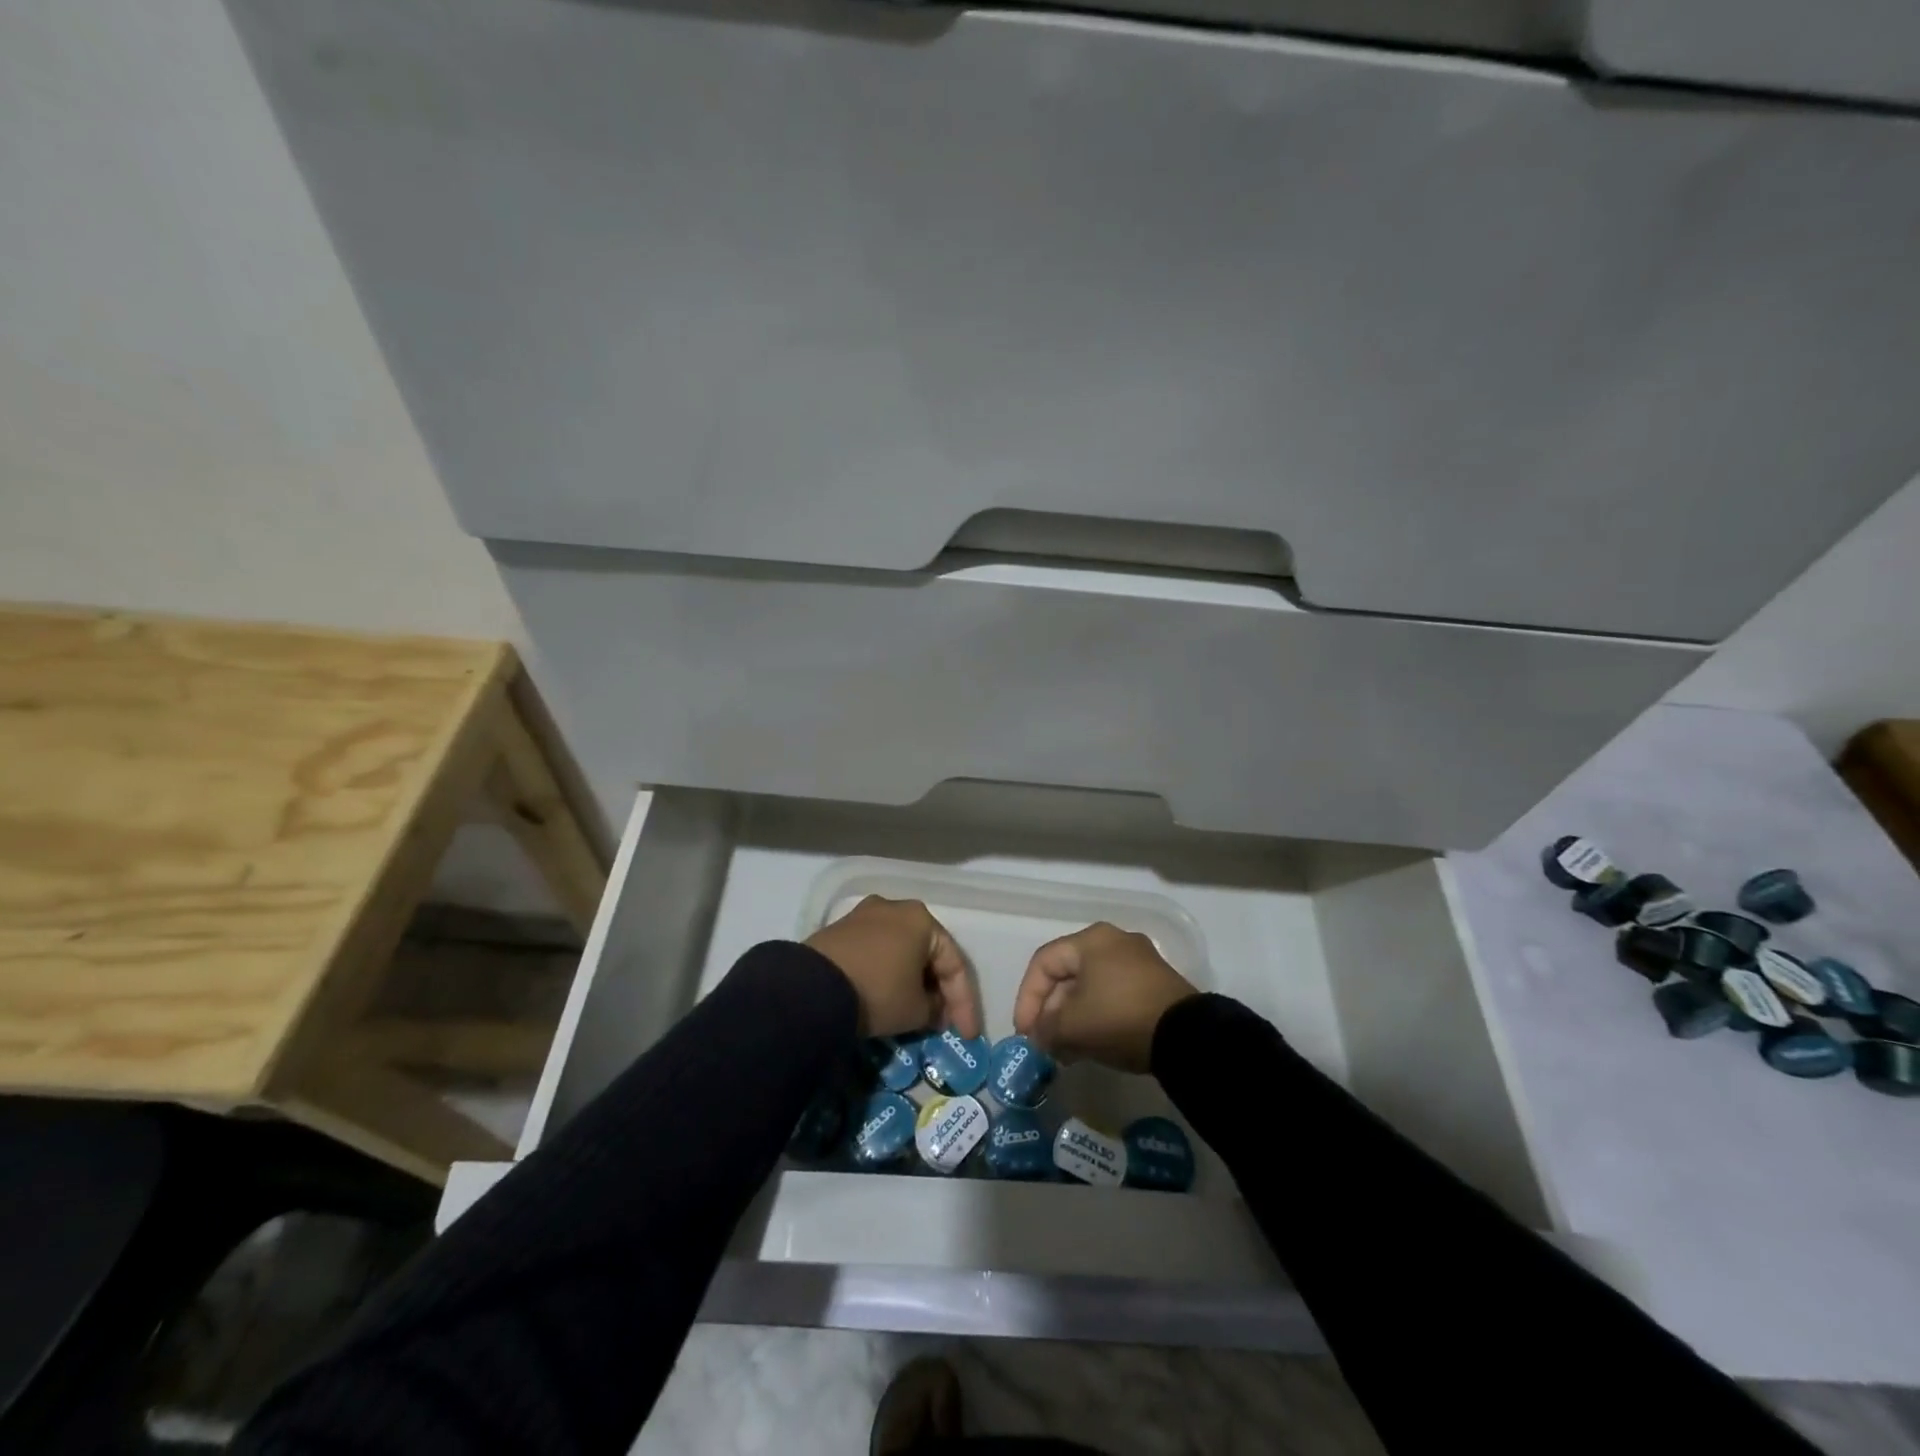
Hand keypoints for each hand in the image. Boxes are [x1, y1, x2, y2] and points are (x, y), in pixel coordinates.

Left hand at [806, 896, 981, 1039]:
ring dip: (911, 980)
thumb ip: (935, 1010)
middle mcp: (895, 908)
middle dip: (937, 988)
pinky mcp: (840, 930)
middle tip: (943, 1020)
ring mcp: (864, 915)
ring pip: (900, 950)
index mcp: (922, 919)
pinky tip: (887, 996)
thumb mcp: (915, 1010)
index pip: (954, 963)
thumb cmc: (877, 992)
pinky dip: (886, 973)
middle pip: (926, 952)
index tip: (967, 1034)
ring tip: (915, 1011)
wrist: (812, 988)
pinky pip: (875, 952)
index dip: (964, 1003)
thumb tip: (934, 1009)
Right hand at [1012, 922, 1196, 1072]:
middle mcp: (1114, 941)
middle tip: (1044, 1042)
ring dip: (1071, 1017)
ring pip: (1090, 987)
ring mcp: (1138, 962)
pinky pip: (1112, 995)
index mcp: (1091, 939)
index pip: (1044, 963)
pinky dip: (1095, 1017)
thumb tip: (1040, 1037)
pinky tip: (1089, 1045)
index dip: (1027, 998)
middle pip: (1068, 974)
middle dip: (1050, 1010)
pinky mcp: (1154, 984)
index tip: (1024, 1032)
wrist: (1186, 1036)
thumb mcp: (1073, 1026)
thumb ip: (1046, 1029)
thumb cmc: (1119, 1017)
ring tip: (1063, 1050)